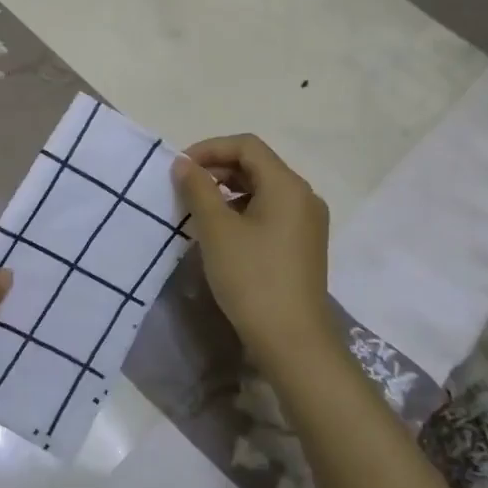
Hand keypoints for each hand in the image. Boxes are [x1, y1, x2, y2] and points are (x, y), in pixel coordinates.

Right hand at [173, 135, 335, 373]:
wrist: (292, 341)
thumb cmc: (252, 278)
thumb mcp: (217, 230)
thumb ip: (198, 189)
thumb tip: (183, 164)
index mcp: (288, 185)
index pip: (246, 146)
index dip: (210, 148)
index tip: (180, 167)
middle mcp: (304, 196)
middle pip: (257, 165)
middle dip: (217, 169)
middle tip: (184, 186)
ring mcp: (307, 222)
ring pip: (263, 189)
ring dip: (228, 190)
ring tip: (198, 209)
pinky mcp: (303, 244)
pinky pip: (270, 211)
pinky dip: (243, 210)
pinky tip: (221, 232)